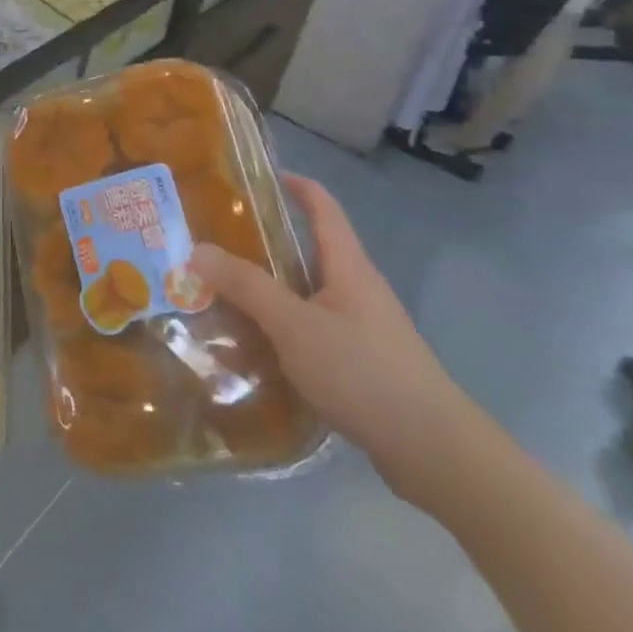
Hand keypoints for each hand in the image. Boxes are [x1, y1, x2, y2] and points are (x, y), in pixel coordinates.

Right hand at [189, 176, 482, 510]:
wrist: (435, 454)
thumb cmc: (364, 373)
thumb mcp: (295, 325)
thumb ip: (246, 286)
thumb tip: (197, 249)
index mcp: (348, 267)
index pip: (323, 207)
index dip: (294, 185)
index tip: (255, 177)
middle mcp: (357, 290)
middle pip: (308, 252)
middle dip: (262, 245)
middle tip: (212, 244)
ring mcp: (362, 329)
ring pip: (305, 296)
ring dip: (267, 292)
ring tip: (219, 295)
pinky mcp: (360, 365)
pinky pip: (310, 332)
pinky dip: (280, 331)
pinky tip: (252, 349)